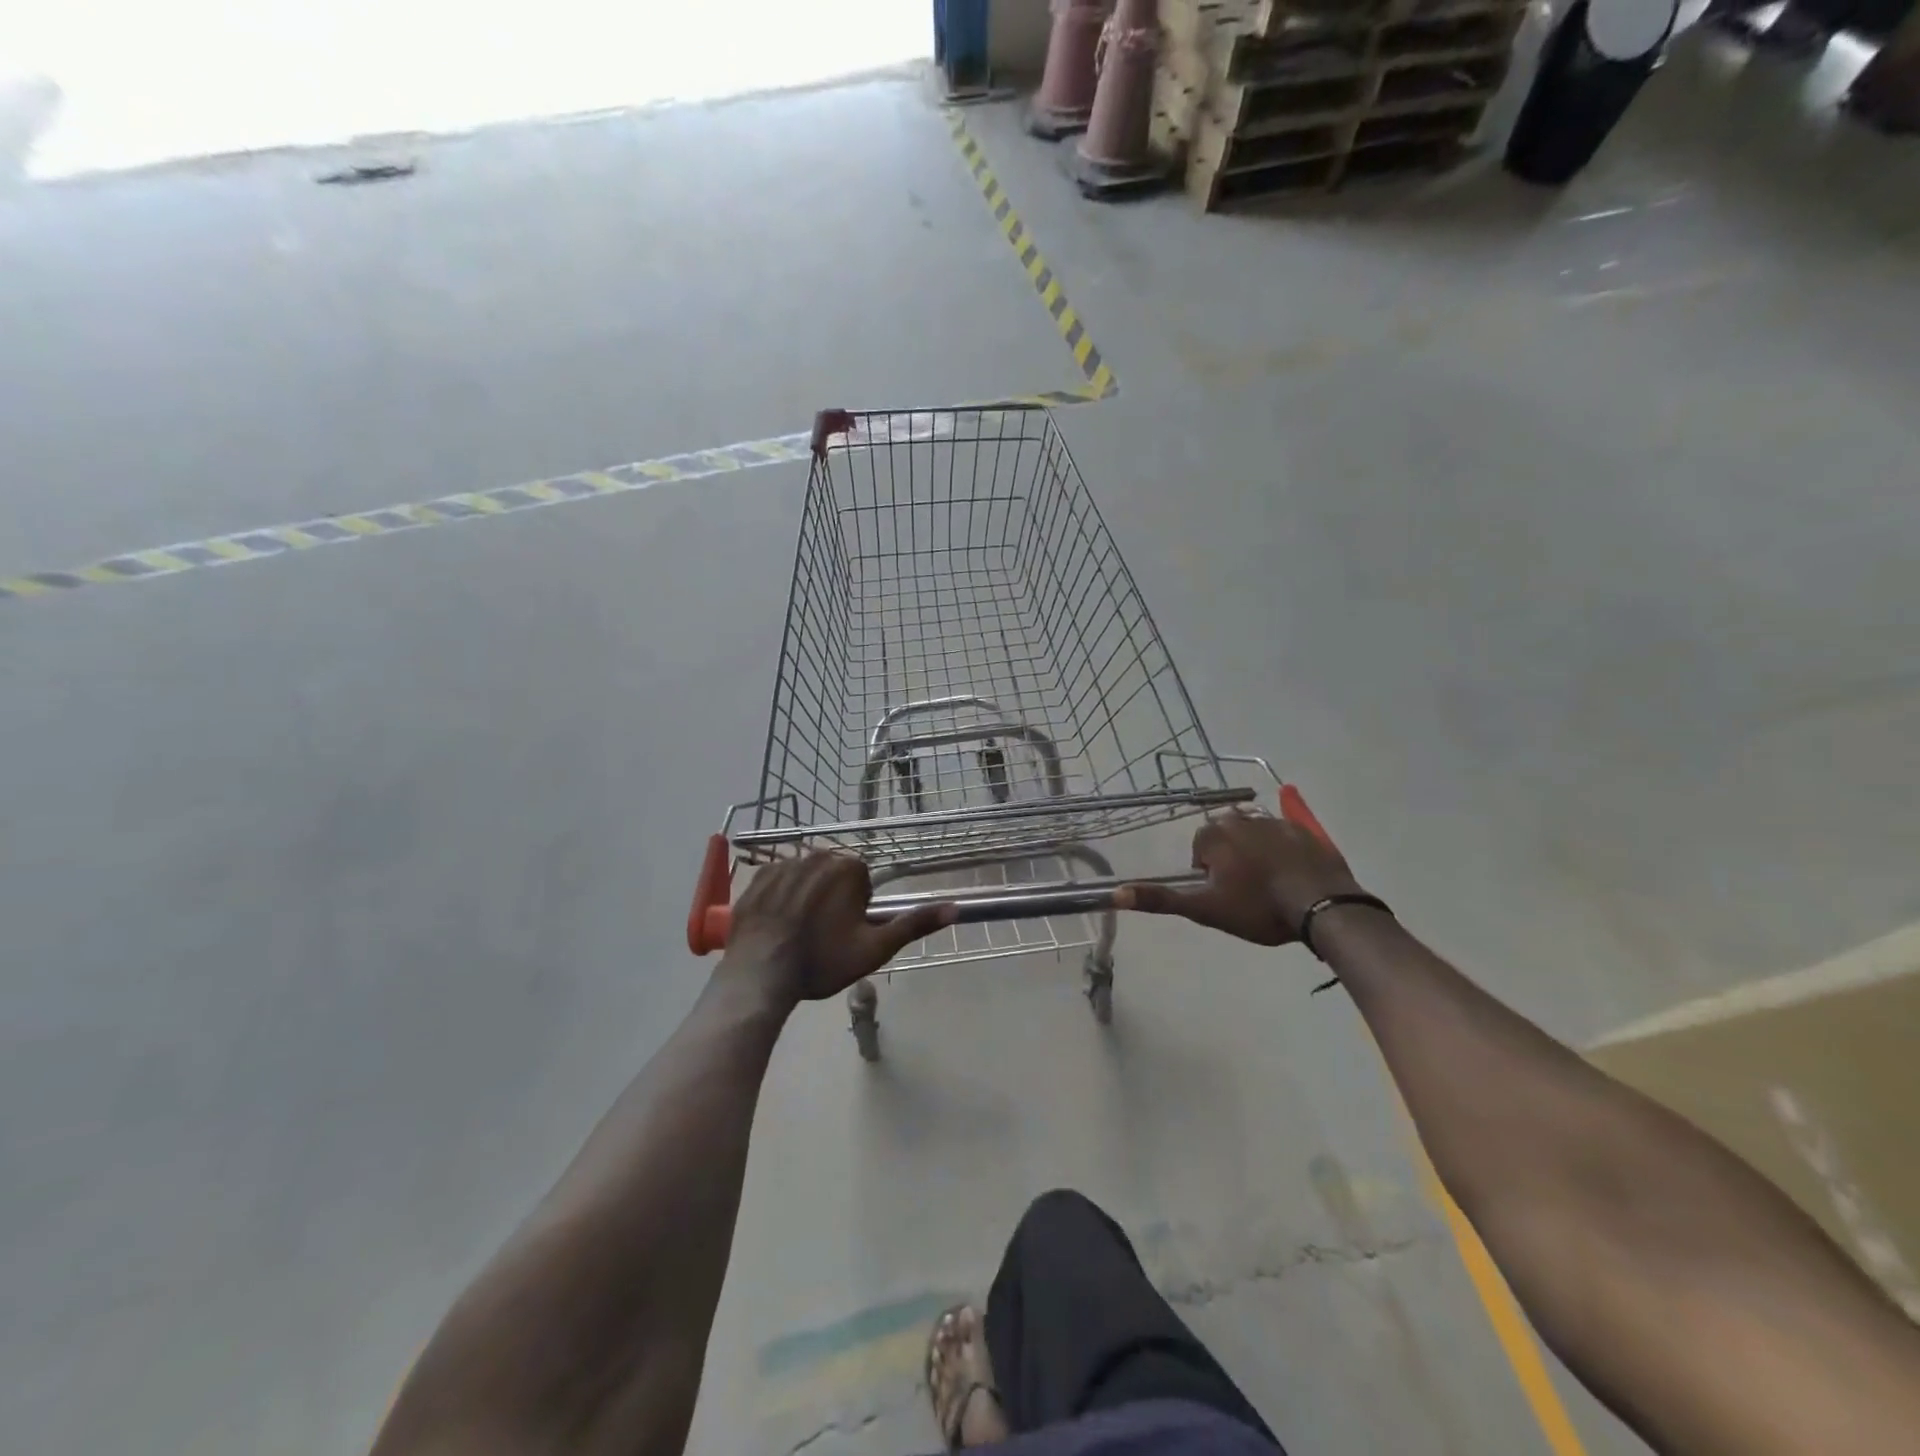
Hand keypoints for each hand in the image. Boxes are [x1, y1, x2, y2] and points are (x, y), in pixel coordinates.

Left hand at [720, 851, 955, 1007]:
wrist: (762, 973)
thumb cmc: (823, 960)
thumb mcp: (876, 947)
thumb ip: (915, 924)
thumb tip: (955, 907)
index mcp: (848, 867)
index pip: (861, 881)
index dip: (856, 909)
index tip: (844, 933)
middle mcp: (817, 855)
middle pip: (833, 876)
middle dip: (832, 899)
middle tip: (822, 936)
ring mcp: (783, 863)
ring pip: (805, 878)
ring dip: (806, 897)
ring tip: (797, 933)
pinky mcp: (757, 877)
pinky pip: (777, 881)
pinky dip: (780, 898)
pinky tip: (776, 925)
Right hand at [1117, 810, 1362, 944]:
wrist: (1322, 906)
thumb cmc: (1257, 907)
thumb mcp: (1205, 909)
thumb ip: (1161, 899)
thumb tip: (1116, 893)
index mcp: (1215, 835)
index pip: (1200, 847)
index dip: (1208, 872)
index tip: (1224, 895)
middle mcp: (1242, 818)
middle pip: (1227, 837)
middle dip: (1232, 859)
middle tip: (1247, 892)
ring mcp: (1276, 822)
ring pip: (1255, 836)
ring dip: (1257, 855)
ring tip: (1271, 887)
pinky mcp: (1305, 831)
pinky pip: (1285, 837)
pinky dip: (1284, 853)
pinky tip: (1294, 877)